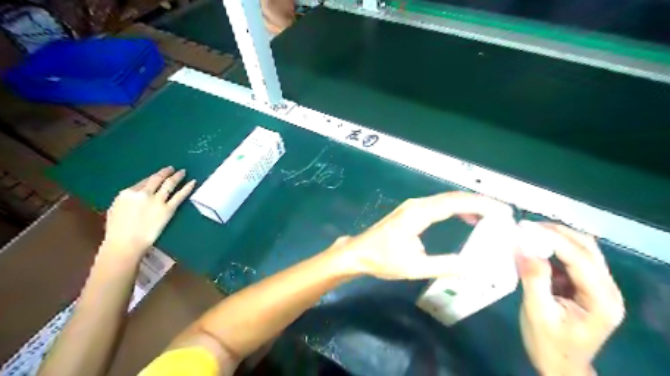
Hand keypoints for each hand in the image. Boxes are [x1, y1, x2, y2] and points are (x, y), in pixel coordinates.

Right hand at [101, 167, 196, 259]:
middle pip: (157, 179)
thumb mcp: (115, 210)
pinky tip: (193, 182)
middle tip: (172, 168)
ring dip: (177, 176)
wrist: (126, 243)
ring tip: (183, 172)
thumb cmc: (117, 231)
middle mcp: (143, 193)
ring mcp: (157, 201)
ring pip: (169, 184)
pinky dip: (187, 188)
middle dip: (165, 172)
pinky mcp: (168, 209)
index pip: (144, 181)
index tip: (159, 175)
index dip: (153, 178)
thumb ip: (127, 200)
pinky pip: (180, 195)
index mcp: (127, 193)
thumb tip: (135, 196)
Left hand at [331, 193, 513, 279]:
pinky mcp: (411, 211)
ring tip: (491, 216)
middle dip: (480, 203)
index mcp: (419, 213)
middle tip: (503, 212)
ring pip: (446, 200)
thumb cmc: (383, 259)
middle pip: (453, 197)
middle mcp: (417, 204)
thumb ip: (445, 266)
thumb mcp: (415, 267)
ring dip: (469, 205)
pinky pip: (439, 205)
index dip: (481, 204)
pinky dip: (456, 209)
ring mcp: (413, 206)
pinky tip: (466, 219)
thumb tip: (474, 267)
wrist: (358, 253)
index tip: (503, 210)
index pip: (455, 202)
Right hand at [514, 221, 625, 375]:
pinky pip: (571, 258)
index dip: (552, 238)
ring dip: (555, 237)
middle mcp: (607, 289)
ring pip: (581, 249)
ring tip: (527, 234)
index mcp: (601, 300)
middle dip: (556, 233)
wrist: (560, 365)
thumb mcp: (537, 312)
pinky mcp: (585, 285)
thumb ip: (533, 278)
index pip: (580, 258)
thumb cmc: (548, 343)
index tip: (524, 227)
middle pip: (587, 248)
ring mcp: (598, 286)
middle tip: (525, 227)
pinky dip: (552, 248)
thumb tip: (523, 247)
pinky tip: (534, 248)